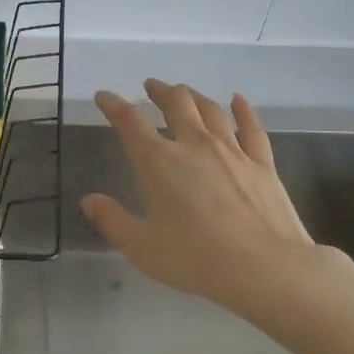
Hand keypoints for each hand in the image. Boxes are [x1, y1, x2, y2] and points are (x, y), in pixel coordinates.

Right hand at [82, 80, 340, 314]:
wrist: (264, 266)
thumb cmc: (195, 258)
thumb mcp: (141, 247)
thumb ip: (112, 220)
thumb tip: (89, 200)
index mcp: (158, 162)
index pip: (129, 122)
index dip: (113, 105)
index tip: (104, 97)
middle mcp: (194, 144)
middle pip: (175, 103)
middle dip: (160, 91)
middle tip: (151, 87)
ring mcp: (232, 150)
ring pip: (210, 109)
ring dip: (194, 96)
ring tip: (185, 92)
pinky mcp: (262, 162)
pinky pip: (251, 127)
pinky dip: (242, 110)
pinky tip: (238, 100)